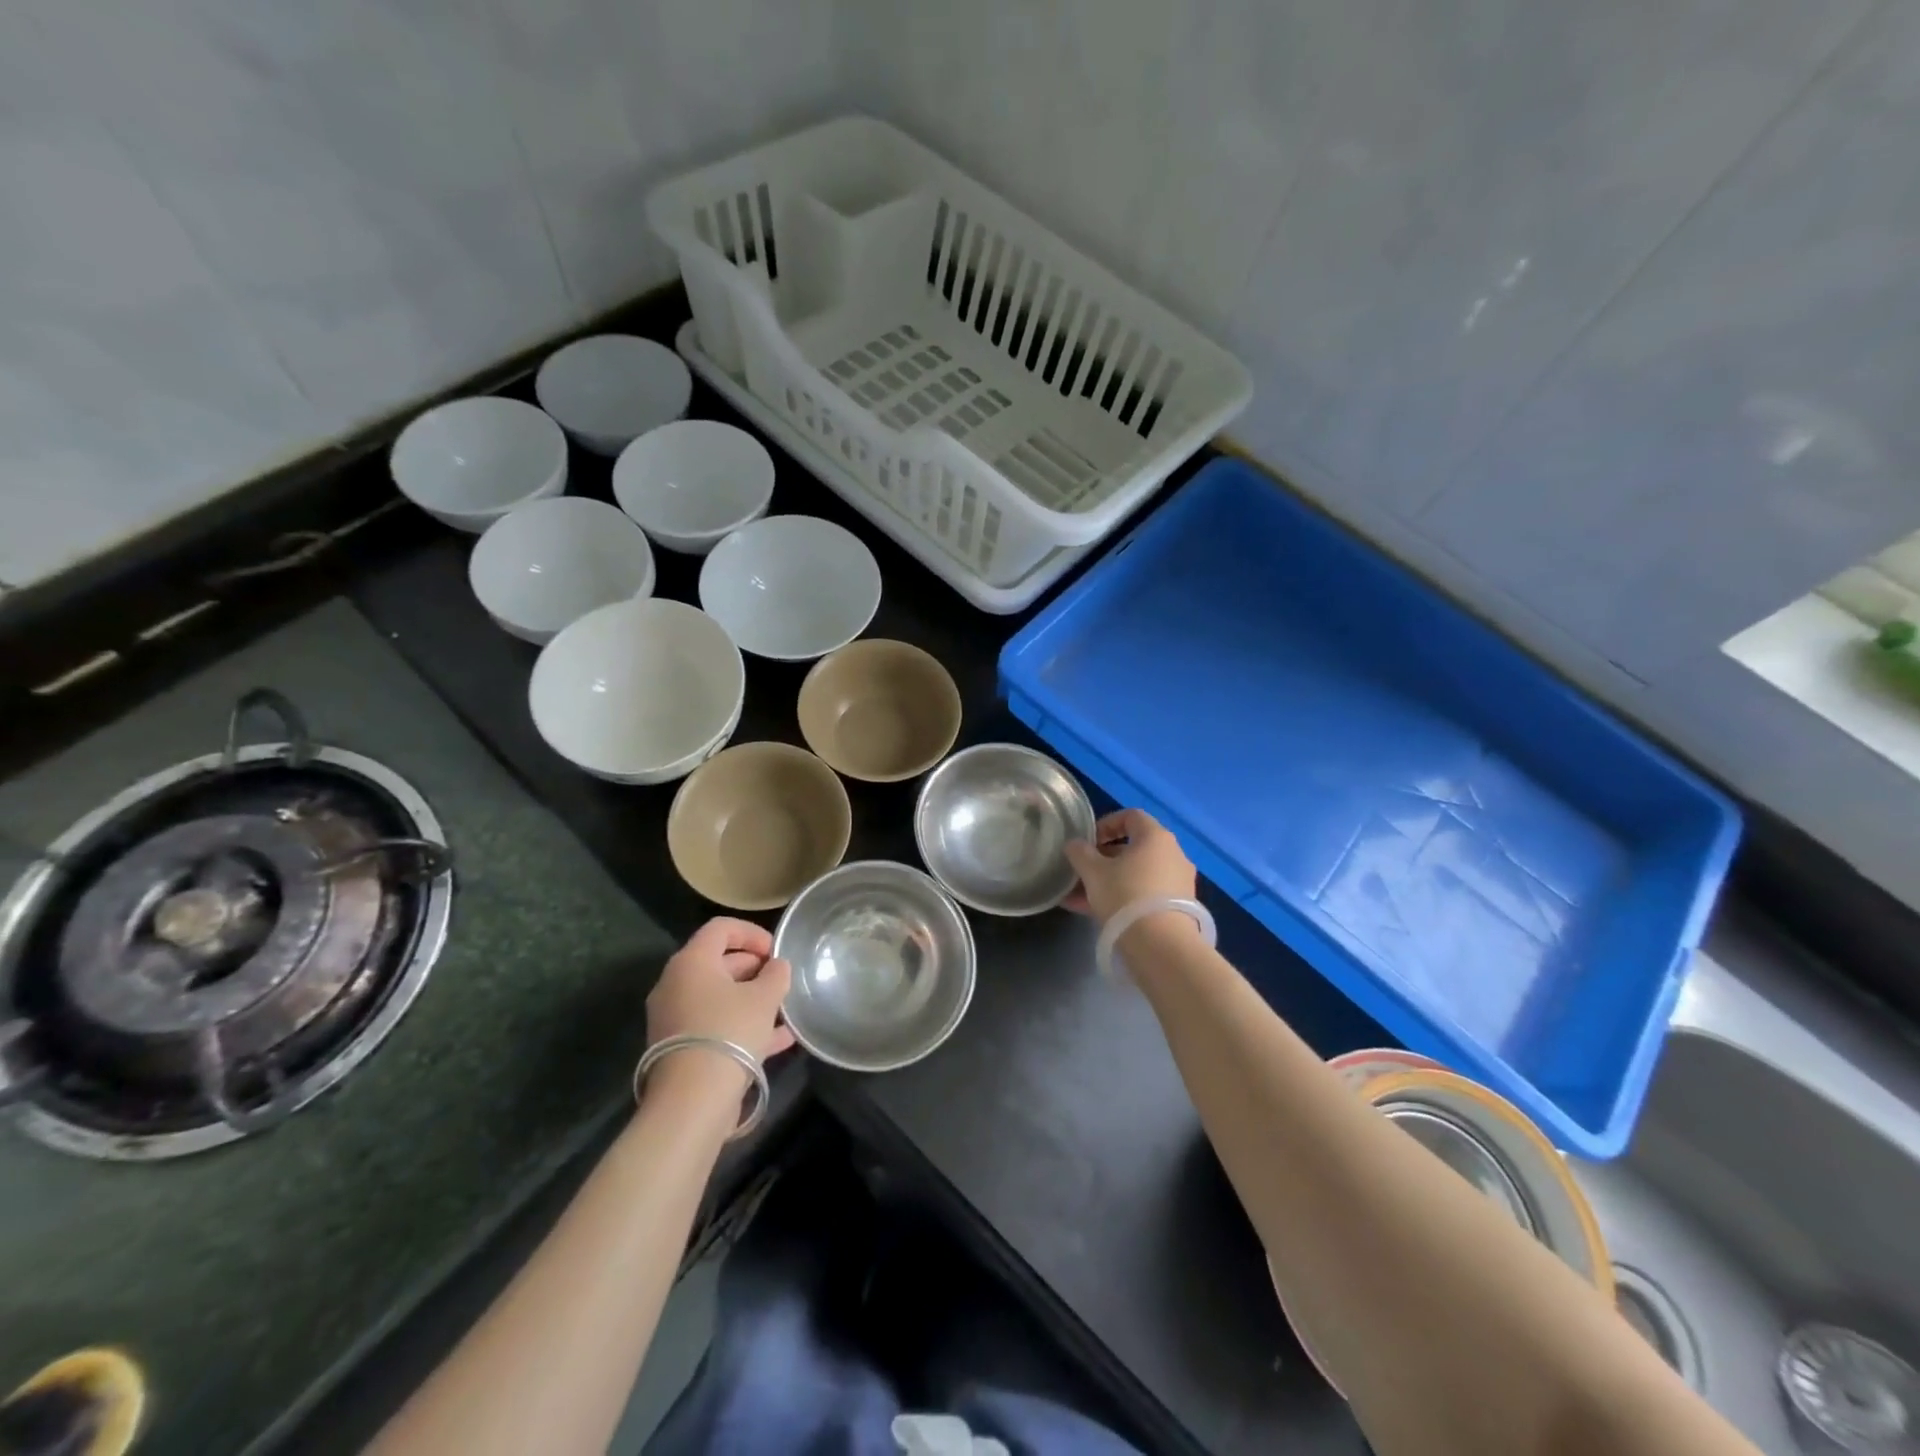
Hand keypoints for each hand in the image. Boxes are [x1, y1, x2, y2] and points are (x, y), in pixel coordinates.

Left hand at [646, 918, 794, 1072]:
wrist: (692, 1099)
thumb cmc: (729, 1032)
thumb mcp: (764, 997)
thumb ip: (776, 975)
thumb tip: (777, 967)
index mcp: (692, 962)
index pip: (721, 928)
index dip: (752, 933)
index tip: (777, 951)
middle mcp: (676, 984)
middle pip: (719, 962)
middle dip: (754, 968)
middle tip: (781, 981)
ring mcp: (674, 1018)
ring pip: (718, 997)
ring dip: (752, 999)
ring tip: (784, 1010)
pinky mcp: (680, 1048)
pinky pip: (715, 1025)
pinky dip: (742, 1025)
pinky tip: (778, 1040)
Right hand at [1063, 809, 1197, 924]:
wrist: (1161, 946)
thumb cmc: (1125, 895)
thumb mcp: (1092, 872)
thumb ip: (1080, 853)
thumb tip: (1075, 844)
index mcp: (1155, 837)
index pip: (1131, 816)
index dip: (1106, 824)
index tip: (1087, 841)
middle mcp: (1173, 854)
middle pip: (1133, 848)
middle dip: (1103, 859)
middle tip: (1082, 872)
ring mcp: (1179, 882)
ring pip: (1137, 875)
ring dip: (1109, 882)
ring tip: (1080, 899)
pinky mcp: (1179, 908)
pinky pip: (1145, 895)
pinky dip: (1123, 898)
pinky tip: (1097, 914)